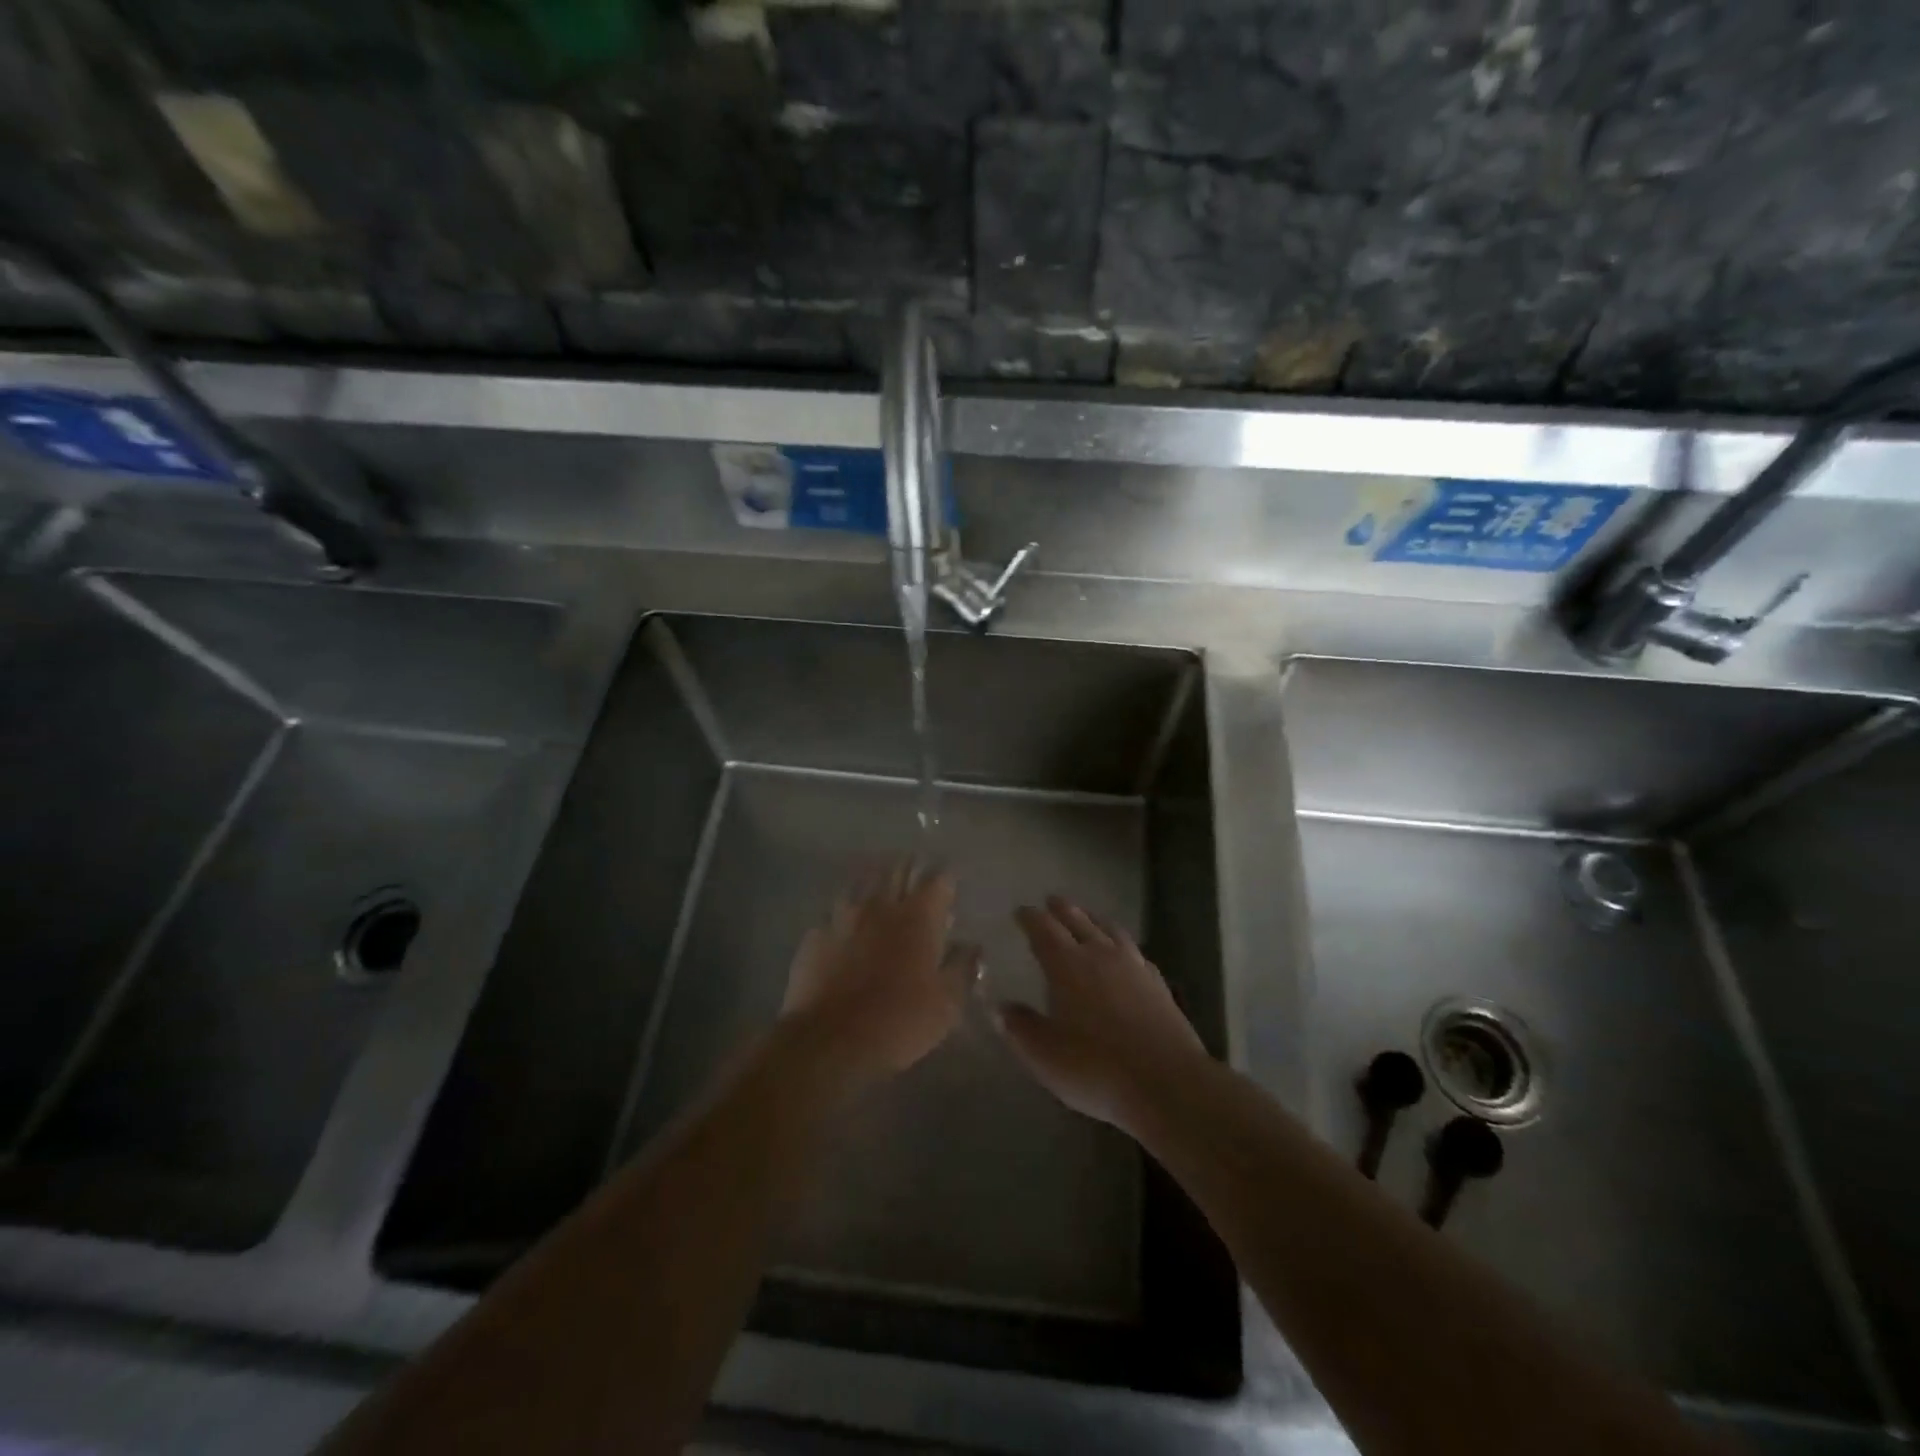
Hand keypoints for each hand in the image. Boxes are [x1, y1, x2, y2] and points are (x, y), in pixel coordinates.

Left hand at [780, 860, 976, 1086]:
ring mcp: (843, 916)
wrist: (829, 1041)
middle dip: (910, 868)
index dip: (945, 880)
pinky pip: (835, 911)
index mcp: (918, 917)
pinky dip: (846, 911)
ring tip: (882, 887)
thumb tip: (972, 946)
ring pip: (862, 883)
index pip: (937, 880)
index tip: (949, 886)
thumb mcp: (947, 1004)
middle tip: (916, 874)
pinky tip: (846, 922)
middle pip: (897, 870)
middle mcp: (881, 905)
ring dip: (876, 881)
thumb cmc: (899, 1021)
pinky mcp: (816, 934)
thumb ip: (962, 968)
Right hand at [998, 896, 1209, 1130]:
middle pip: (1078, 921)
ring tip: (1087, 917)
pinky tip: (1126, 955)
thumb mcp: (1045, 1055)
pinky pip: (1135, 952)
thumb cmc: (1096, 1068)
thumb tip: (1000, 1007)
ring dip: (1094, 920)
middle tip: (1052, 901)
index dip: (1030, 918)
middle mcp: (1100, 955)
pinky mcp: (1158, 984)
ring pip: (1110, 930)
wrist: (1167, 1083)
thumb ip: (1020, 1027)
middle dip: (1062, 909)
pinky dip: (1123, 945)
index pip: (1044, 930)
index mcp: (1067, 965)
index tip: (1021, 911)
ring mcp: (1133, 967)